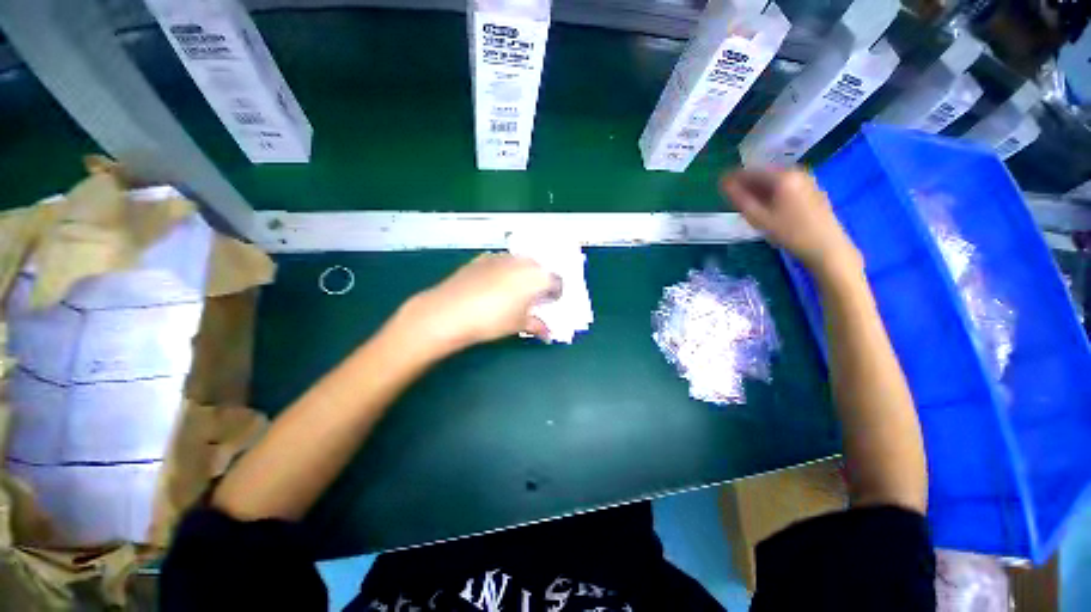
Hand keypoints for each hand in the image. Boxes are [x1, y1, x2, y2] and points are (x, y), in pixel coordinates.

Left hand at [396, 253, 558, 354]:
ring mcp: (502, 257)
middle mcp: (523, 262)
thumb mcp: (518, 325)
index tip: (549, 304)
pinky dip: (504, 271)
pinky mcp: (484, 258)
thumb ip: (537, 326)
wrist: (450, 311)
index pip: (556, 282)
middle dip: (540, 282)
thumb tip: (548, 334)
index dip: (555, 294)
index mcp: (537, 277)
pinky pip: (502, 262)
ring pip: (521, 263)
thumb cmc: (492, 319)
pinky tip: (493, 286)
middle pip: (540, 269)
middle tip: (532, 299)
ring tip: (512, 293)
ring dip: (523, 275)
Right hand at [720, 168, 861, 275]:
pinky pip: (785, 186)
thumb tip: (724, 183)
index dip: (734, 178)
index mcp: (782, 176)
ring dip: (759, 189)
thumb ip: (739, 198)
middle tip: (733, 198)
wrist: (825, 246)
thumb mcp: (758, 217)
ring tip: (748, 204)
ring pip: (775, 180)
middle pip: (764, 174)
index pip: (751, 171)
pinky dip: (772, 192)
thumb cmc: (789, 232)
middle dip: (747, 184)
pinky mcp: (812, 190)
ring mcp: (806, 180)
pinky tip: (767, 207)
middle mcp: (796, 172)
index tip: (720, 185)